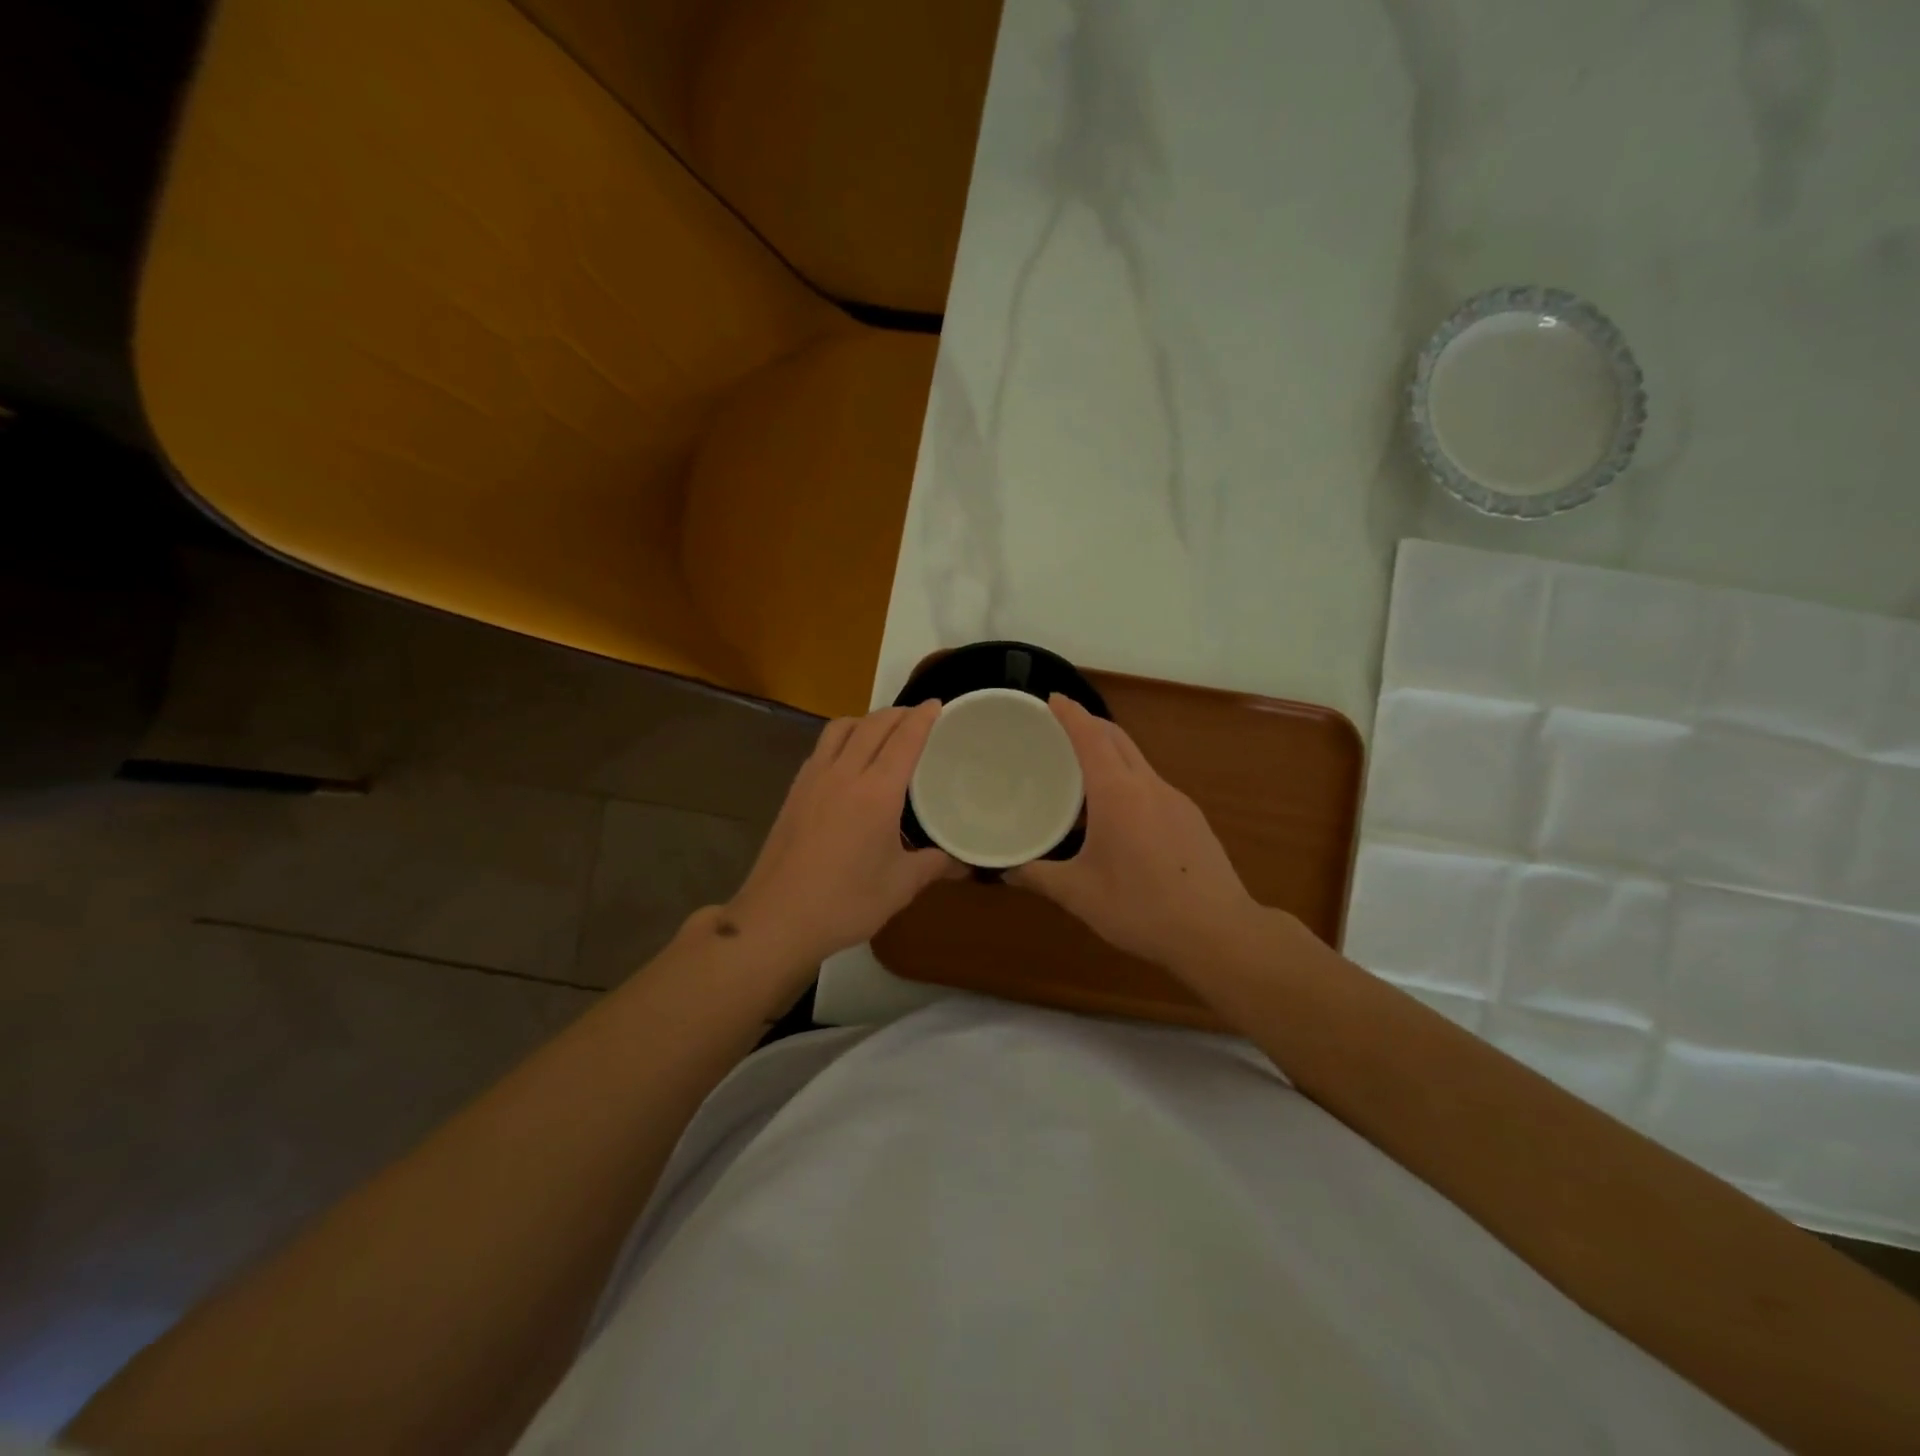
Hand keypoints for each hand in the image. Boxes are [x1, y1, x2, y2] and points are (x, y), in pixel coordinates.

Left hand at [723, 704, 958, 968]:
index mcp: (877, 792)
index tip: (938, 704)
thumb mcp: (900, 886)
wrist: (777, 918)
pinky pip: (822, 747)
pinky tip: (848, 759)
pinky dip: (843, 738)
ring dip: (867, 719)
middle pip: (873, 724)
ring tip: (883, 730)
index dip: (924, 717)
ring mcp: (814, 779)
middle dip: (899, 713)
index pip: (905, 739)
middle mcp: (844, 774)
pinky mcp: (795, 792)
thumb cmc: (846, 902)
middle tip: (919, 716)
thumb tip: (960, 861)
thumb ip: (932, 865)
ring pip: (841, 728)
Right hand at [1011, 695, 1257, 967]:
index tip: (1051, 699)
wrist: (1219, 933)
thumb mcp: (1079, 895)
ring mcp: (1177, 800)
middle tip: (1058, 732)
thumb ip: (1038, 877)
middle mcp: (1149, 785)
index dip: (1069, 713)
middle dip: (1089, 726)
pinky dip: (1128, 782)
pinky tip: (1118, 817)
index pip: (1090, 736)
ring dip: (1110, 755)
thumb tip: (1005, 871)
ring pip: (1138, 762)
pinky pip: (1152, 786)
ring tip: (1081, 777)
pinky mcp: (1192, 819)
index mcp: (1118, 793)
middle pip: (1118, 739)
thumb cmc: (1141, 908)